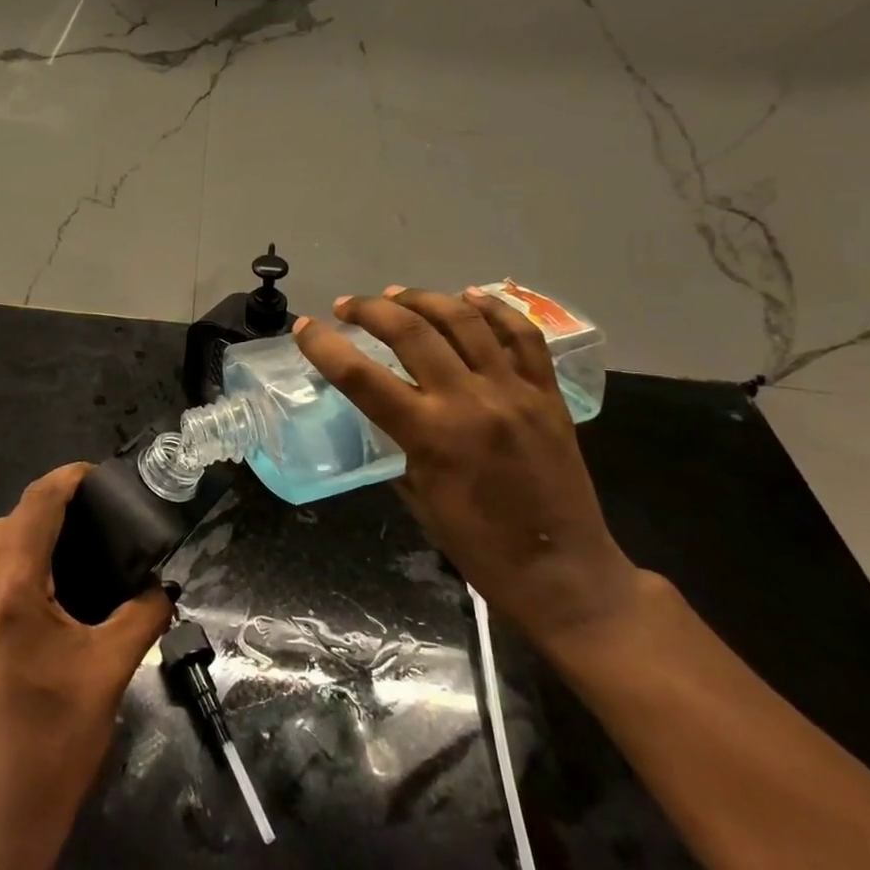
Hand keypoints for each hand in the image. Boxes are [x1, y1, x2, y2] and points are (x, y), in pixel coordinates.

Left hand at [0, 463, 172, 869]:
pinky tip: (50, 577)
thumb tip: (164, 581)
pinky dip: (15, 555)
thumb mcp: (111, 670)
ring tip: (78, 537)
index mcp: (12, 588)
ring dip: (30, 528)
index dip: (69, 478)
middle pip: (12, 517)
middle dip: (51, 502)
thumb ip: (143, 612)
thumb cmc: (56, 740)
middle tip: (99, 511)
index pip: (37, 504)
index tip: (103, 475)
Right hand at [294, 286, 644, 649]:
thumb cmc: (480, 547)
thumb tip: (387, 413)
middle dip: (370, 309)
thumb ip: (400, 446)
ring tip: (397, 295)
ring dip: (422, 299)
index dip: (324, 346)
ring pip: (464, 320)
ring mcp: (513, 392)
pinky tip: (468, 297)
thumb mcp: (418, 497)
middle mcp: (469, 401)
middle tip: (348, 306)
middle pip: (411, 332)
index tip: (304, 328)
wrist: (564, 574)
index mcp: (429, 435)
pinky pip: (523, 336)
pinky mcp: (547, 394)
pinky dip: (493, 308)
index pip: (361, 376)